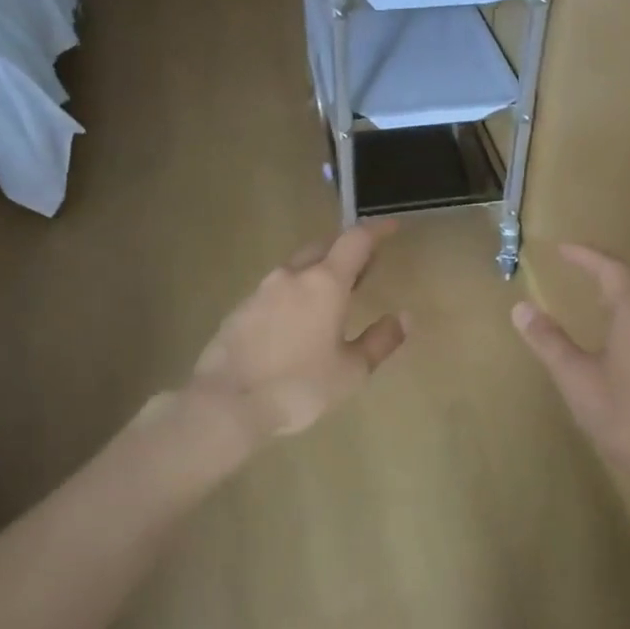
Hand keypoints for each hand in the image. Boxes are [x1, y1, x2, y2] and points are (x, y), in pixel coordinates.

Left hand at [187, 220, 408, 446]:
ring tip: (332, 298)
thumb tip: (403, 318)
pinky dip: (294, 295)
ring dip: (318, 273)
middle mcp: (292, 276)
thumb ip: (380, 341)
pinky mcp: (240, 310)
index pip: (356, 240)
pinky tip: (297, 321)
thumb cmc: (299, 385)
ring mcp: (261, 291)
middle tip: (364, 270)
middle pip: (323, 248)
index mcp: (325, 283)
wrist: (226, 402)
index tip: (392, 226)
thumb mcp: (351, 371)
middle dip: (346, 252)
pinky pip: (275, 291)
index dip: (377, 230)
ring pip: (296, 269)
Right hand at [511, 244, 629, 479]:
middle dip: (600, 273)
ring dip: (614, 298)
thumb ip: (548, 339)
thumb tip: (521, 307)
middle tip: (574, 268)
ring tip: (589, 300)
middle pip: (629, 285)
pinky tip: (612, 342)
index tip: (562, 248)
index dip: (585, 256)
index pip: (610, 270)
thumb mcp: (574, 375)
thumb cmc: (620, 414)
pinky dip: (624, 321)